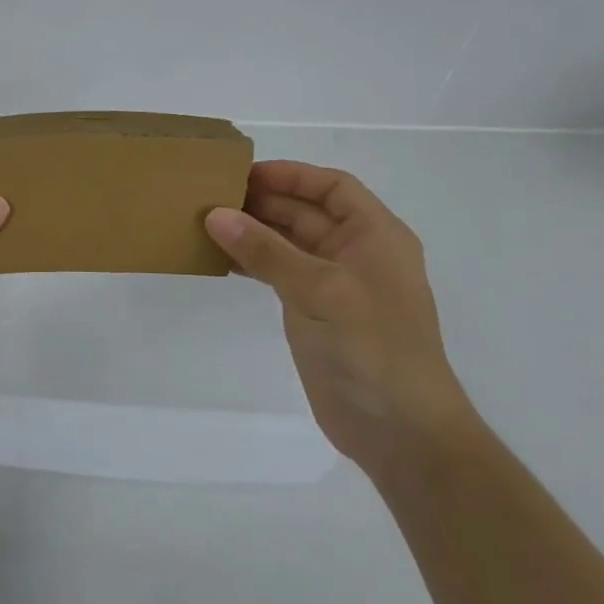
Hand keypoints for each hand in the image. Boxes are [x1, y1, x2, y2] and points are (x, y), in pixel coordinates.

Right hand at [204, 162, 476, 475]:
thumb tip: (216, 215)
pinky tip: (220, 260)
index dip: (291, 175)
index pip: (332, 187)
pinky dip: (251, 263)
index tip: (243, 174)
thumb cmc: (372, 348)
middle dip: (263, 202)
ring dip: (253, 232)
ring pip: (288, 243)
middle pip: (306, 212)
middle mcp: (356, 254)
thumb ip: (267, 251)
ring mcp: (334, 285)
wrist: (398, 429)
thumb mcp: (320, 291)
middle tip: (211, 197)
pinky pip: (278, 273)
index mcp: (375, 236)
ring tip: (206, 224)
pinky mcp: (314, 313)